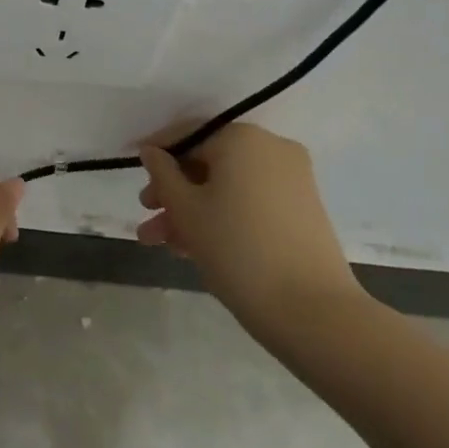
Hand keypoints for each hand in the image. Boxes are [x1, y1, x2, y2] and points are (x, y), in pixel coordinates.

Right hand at [136, 123, 361, 325]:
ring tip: (164, 245)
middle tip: (147, 219)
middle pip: (208, 163)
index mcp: (242, 138)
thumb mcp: (187, 211)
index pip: (188, 135)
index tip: (135, 175)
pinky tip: (196, 248)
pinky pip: (251, 201)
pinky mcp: (303, 209)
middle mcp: (271, 148)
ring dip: (194, 211)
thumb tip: (152, 152)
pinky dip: (224, 216)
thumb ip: (163, 175)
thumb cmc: (238, 250)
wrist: (313, 312)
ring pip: (229, 186)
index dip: (157, 155)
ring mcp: (292, 178)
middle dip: (174, 193)